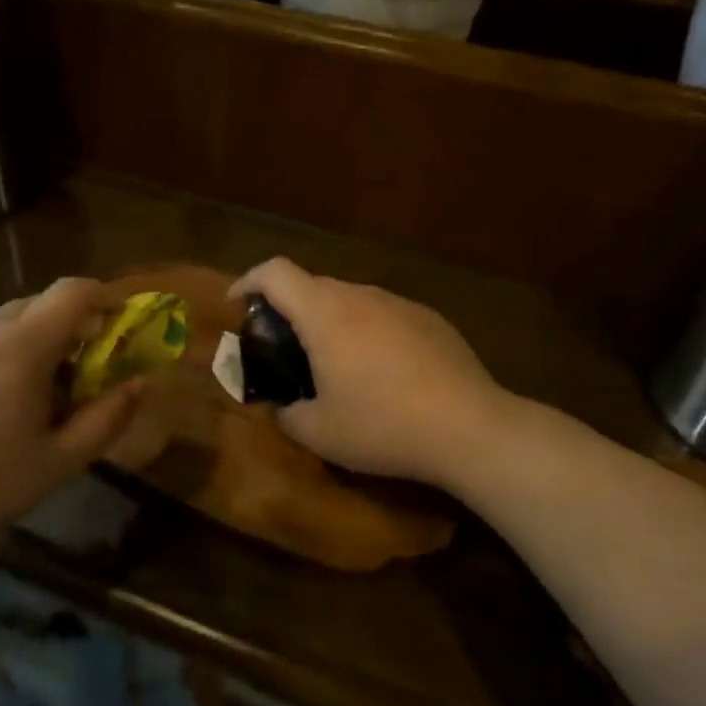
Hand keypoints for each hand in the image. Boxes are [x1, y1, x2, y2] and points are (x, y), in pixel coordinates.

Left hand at [0, 278, 143, 548]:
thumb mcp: (58, 461)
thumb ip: (106, 419)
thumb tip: (139, 383)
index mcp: (23, 345)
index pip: (74, 291)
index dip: (106, 299)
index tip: (123, 326)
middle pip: (43, 303)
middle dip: (75, 326)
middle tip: (89, 371)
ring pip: (11, 321)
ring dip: (41, 342)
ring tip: (44, 395)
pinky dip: (8, 354)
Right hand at [229, 258, 510, 487]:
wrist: (469, 427)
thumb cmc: (382, 426)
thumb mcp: (319, 433)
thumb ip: (287, 414)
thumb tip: (283, 408)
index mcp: (324, 313)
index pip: (274, 272)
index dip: (247, 282)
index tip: (236, 306)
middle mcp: (360, 295)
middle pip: (312, 285)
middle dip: (289, 309)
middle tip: (284, 348)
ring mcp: (400, 303)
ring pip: (351, 299)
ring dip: (331, 321)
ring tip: (335, 363)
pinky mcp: (430, 319)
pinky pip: (384, 314)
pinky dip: (367, 331)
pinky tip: (383, 372)